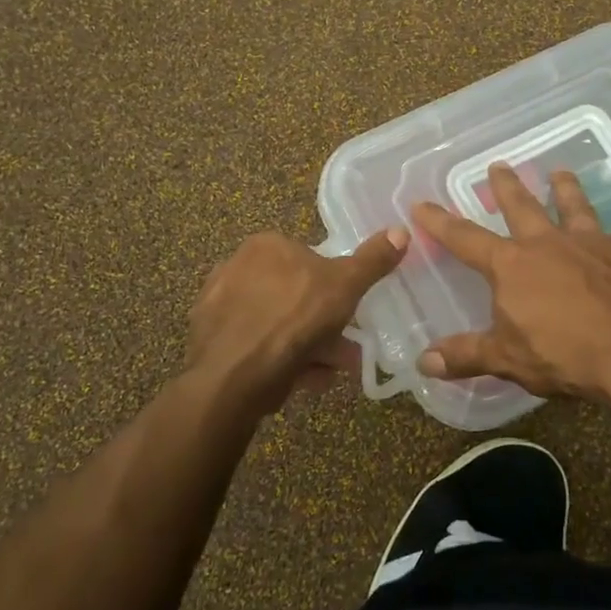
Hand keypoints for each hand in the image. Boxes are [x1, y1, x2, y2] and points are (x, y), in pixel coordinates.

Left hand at [185, 228, 408, 417]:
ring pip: (276, 323)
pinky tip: (297, 379)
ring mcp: (219, 304)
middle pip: (293, 295)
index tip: (348, 315)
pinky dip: (277, 358)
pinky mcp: (209, 339)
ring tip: (326, 373)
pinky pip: (256, 344)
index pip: (308, 260)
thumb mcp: (345, 286)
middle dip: (321, 324)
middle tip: (343, 350)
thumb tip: (401, 230)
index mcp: (266, 245)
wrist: (235, 373)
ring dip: (305, 346)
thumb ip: (372, 260)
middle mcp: (236, 266)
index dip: (333, 289)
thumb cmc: (294, 317)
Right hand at [412, 164, 610, 408]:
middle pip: (521, 205)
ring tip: (560, 172)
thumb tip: (423, 362)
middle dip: (506, 186)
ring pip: (573, 206)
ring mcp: (590, 244)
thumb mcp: (507, 359)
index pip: (465, 238)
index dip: (440, 222)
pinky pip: (609, 237)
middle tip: (499, 164)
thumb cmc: (564, 354)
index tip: (422, 204)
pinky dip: (603, 234)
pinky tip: (608, 237)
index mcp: (512, 265)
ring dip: (564, 188)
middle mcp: (547, 243)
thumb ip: (466, 355)